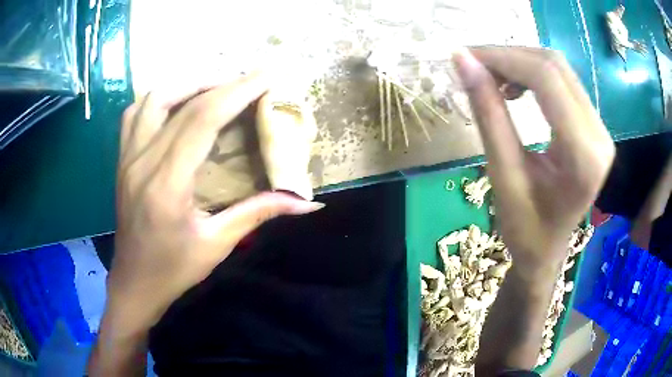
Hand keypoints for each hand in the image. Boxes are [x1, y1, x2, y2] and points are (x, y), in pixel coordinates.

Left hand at [109, 73, 323, 332]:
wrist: (134, 283)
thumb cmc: (174, 269)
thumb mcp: (218, 244)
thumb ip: (259, 213)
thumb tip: (306, 202)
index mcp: (167, 184)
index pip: (203, 118)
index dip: (238, 91)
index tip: (267, 76)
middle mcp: (142, 162)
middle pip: (183, 103)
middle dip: (223, 83)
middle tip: (252, 82)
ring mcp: (127, 158)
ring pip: (154, 99)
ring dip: (188, 86)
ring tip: (216, 89)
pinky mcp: (122, 160)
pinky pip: (135, 114)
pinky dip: (159, 99)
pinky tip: (176, 105)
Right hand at [454, 47, 614, 270]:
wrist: (547, 250)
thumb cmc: (524, 229)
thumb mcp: (502, 174)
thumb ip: (487, 114)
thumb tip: (462, 61)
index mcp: (582, 155)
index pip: (546, 79)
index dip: (503, 58)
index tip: (465, 56)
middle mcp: (599, 135)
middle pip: (554, 66)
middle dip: (509, 56)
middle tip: (474, 65)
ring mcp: (600, 128)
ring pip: (559, 69)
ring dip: (520, 63)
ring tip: (492, 79)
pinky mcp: (593, 126)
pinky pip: (563, 82)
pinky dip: (533, 75)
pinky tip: (515, 89)